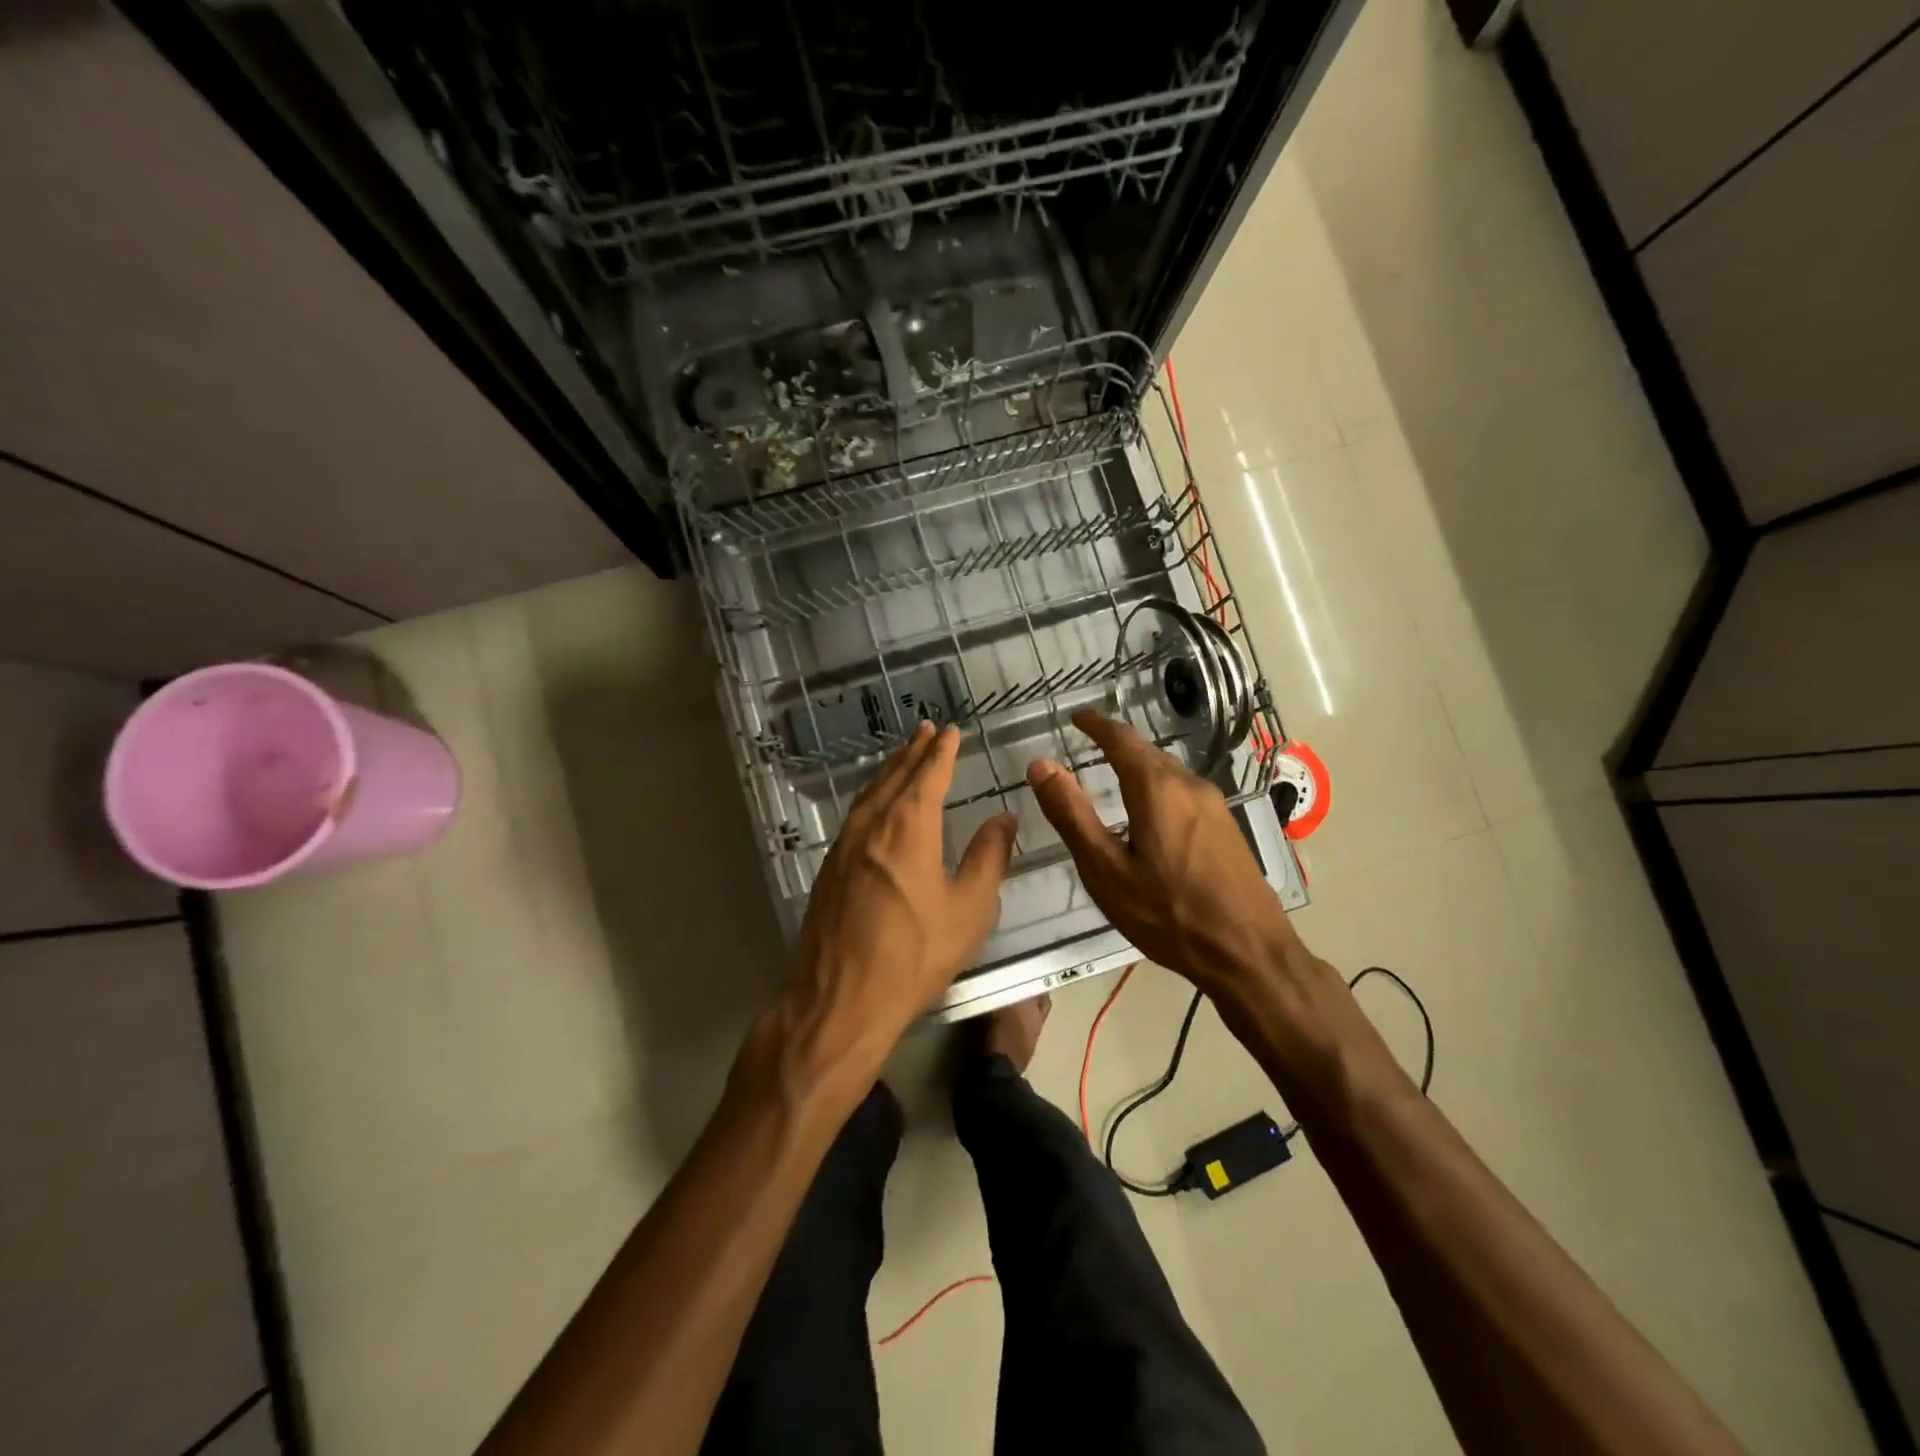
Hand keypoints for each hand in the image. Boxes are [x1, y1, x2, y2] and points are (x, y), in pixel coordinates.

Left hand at [777, 721, 1016, 1089]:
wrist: (842, 999)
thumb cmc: (915, 954)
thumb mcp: (970, 909)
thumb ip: (989, 858)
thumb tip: (1003, 819)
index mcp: (909, 826)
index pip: (928, 774)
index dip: (942, 751)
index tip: (951, 731)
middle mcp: (872, 824)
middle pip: (895, 775)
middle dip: (913, 751)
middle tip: (926, 730)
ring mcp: (844, 845)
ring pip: (870, 793)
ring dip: (890, 770)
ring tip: (903, 757)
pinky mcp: (829, 868)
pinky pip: (855, 815)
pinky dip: (872, 796)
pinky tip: (876, 806)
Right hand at [1027, 710, 1295, 995]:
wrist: (1249, 954)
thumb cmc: (1169, 915)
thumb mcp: (1106, 870)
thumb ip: (1072, 815)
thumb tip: (1041, 765)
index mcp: (1157, 789)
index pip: (1122, 739)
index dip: (1096, 725)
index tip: (1077, 718)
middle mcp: (1190, 786)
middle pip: (1147, 754)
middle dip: (1117, 746)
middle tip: (1088, 748)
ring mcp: (1215, 806)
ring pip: (1168, 774)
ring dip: (1139, 769)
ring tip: (1113, 780)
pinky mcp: (1228, 828)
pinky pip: (1184, 794)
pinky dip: (1158, 790)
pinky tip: (1150, 816)